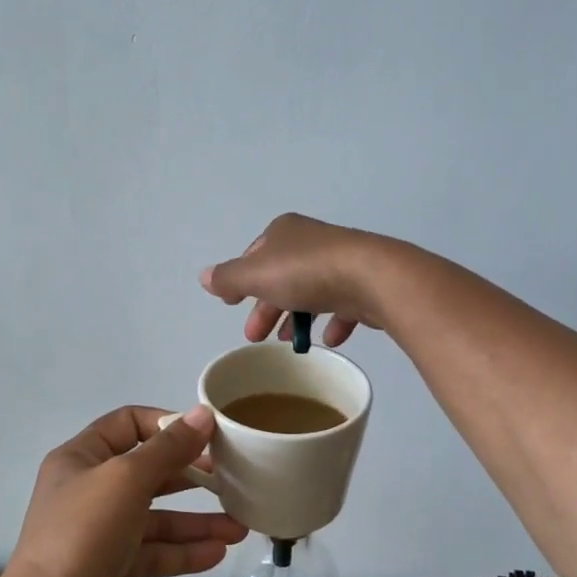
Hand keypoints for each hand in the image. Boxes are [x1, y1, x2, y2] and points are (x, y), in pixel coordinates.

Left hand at [0, 405, 245, 576]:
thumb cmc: (83, 535)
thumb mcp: (128, 480)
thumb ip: (168, 448)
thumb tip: (203, 414)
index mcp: (80, 457)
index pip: (127, 423)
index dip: (167, 425)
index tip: (206, 437)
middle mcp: (85, 490)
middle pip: (146, 473)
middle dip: (190, 478)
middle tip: (230, 481)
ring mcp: (94, 532)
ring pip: (152, 518)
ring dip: (194, 522)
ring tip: (238, 529)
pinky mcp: (104, 569)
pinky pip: (149, 552)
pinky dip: (180, 552)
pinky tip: (216, 554)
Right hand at [201, 213, 401, 347]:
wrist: (373, 277)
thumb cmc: (306, 272)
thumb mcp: (256, 275)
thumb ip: (229, 278)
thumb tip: (204, 277)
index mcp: (285, 233)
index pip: (255, 255)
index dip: (241, 281)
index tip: (232, 305)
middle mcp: (313, 242)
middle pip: (282, 277)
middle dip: (266, 307)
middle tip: (256, 337)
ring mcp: (342, 262)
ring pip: (311, 292)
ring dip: (297, 317)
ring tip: (290, 343)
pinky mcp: (365, 284)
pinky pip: (343, 304)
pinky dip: (333, 321)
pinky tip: (329, 339)